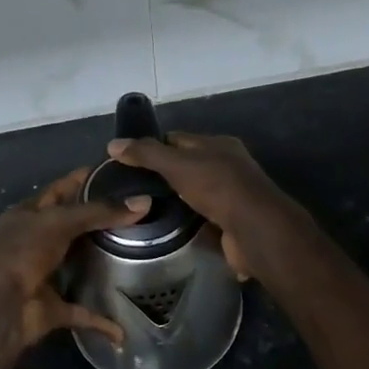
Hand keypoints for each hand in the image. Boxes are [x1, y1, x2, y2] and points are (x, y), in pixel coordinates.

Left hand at [0, 167, 149, 346]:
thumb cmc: (21, 253)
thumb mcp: (58, 222)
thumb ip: (99, 212)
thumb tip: (144, 202)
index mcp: (27, 215)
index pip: (60, 189)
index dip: (85, 179)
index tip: (120, 173)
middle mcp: (34, 242)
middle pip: (72, 226)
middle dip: (100, 220)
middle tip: (140, 211)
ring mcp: (43, 275)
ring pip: (77, 265)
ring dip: (101, 263)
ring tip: (140, 250)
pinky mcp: (52, 307)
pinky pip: (82, 312)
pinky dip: (100, 320)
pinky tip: (123, 325)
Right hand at [104, 133, 294, 280]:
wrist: (255, 230)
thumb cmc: (218, 187)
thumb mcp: (177, 165)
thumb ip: (146, 154)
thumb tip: (113, 144)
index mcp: (218, 145)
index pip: (178, 139)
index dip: (152, 146)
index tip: (126, 160)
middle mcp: (227, 166)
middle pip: (187, 165)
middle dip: (162, 175)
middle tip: (130, 188)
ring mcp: (231, 196)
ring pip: (194, 193)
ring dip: (175, 200)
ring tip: (142, 207)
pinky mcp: (230, 223)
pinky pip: (202, 217)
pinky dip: (187, 221)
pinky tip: (166, 227)